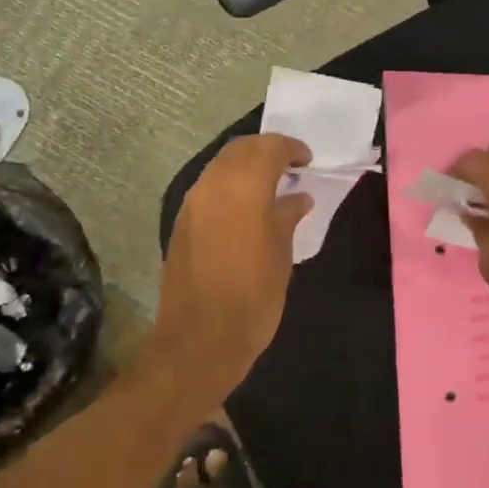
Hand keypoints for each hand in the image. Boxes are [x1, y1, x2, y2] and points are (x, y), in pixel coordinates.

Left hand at [153, 133, 312, 398]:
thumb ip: (287, 216)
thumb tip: (296, 197)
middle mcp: (212, 186)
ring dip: (245, 168)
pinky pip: (208, 190)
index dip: (290, 149)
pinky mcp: (181, 224)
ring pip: (220, 167)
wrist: (200, 339)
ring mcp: (192, 205)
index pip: (268, 148)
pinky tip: (247, 209)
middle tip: (290, 167)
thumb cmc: (253, 296)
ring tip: (270, 187)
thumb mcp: (281, 255)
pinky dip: (229, 187)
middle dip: (265, 151)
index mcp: (242, 188)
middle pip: (239, 150)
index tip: (307, 161)